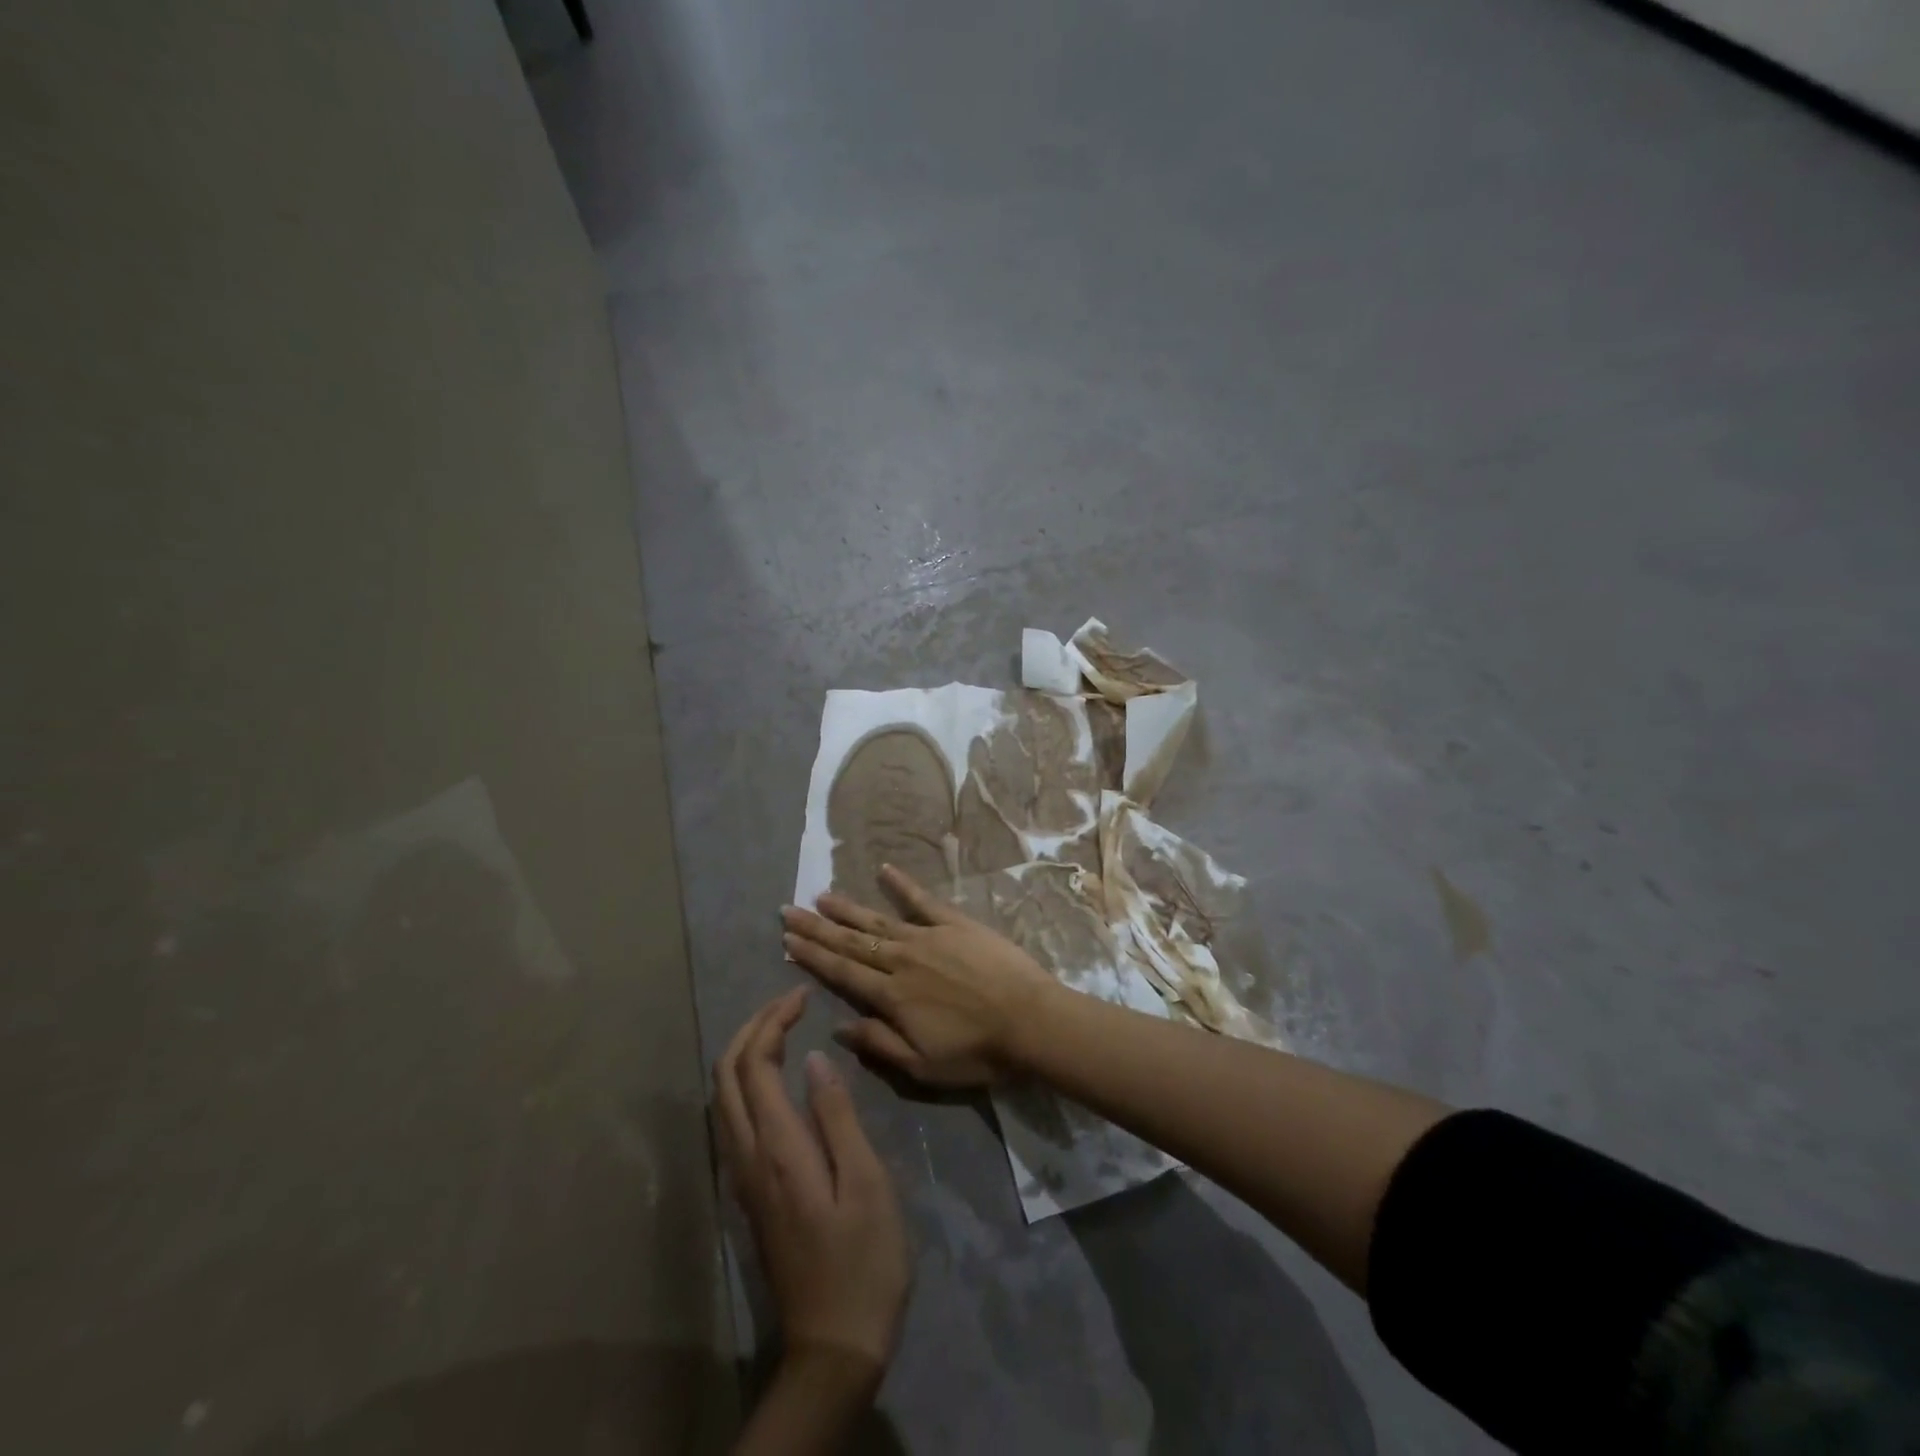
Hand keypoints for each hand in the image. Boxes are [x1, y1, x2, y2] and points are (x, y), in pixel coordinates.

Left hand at [714, 989, 909, 1373]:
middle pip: (726, 1075)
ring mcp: (742, 1177)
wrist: (833, 1345)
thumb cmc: (863, 1260)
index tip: (803, 995)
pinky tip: (773, 1078)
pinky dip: (744, 1081)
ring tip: (781, 1027)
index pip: (756, 1064)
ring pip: (722, 1097)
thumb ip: (836, 1116)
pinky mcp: (748, 1193)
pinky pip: (730, 1119)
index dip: (774, 1020)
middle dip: (752, 1027)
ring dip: (744, 1051)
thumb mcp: (865, 1182)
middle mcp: (747, 1156)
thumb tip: (813, 1059)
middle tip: (789, 1001)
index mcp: (778, 1148)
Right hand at [781, 865, 1060, 1087]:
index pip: (842, 973)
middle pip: (851, 942)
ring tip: (821, 895)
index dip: (812, 956)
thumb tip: (839, 1026)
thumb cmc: (978, 1051)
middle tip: (788, 910)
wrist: (1030, 1020)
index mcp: (892, 996)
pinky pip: (923, 900)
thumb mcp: (923, 1066)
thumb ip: (879, 1044)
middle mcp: (902, 960)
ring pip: (878, 920)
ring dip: (848, 908)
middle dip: (817, 927)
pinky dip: (902, 884)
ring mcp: (929, 937)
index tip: (786, 940)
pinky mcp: (956, 923)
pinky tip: (884, 869)